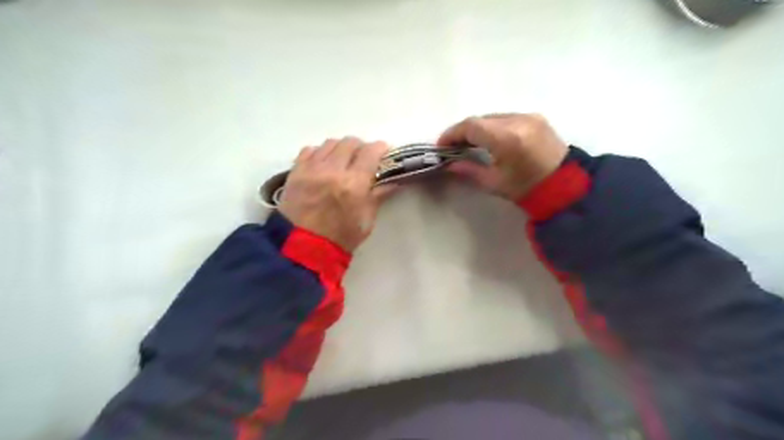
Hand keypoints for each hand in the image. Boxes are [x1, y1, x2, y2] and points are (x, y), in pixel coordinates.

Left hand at [279, 138, 394, 254]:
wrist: (302, 248)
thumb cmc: (341, 237)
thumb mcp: (366, 219)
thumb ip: (379, 195)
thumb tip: (392, 180)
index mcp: (354, 184)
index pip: (371, 152)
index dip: (380, 148)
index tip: (383, 152)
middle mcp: (333, 170)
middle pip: (350, 142)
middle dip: (361, 147)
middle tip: (363, 158)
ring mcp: (311, 168)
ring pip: (330, 143)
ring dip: (341, 149)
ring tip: (342, 161)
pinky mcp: (295, 171)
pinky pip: (310, 150)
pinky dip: (320, 153)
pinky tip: (323, 165)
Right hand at [435, 112, 571, 198]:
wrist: (566, 186)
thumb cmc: (527, 189)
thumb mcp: (494, 182)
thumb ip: (469, 170)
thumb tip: (449, 164)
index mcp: (507, 138)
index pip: (471, 126)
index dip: (452, 133)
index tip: (442, 146)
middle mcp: (518, 120)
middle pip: (481, 119)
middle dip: (463, 131)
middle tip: (453, 147)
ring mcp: (529, 116)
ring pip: (493, 117)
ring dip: (479, 128)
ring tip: (470, 144)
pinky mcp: (536, 118)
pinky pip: (507, 118)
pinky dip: (494, 127)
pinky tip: (491, 140)